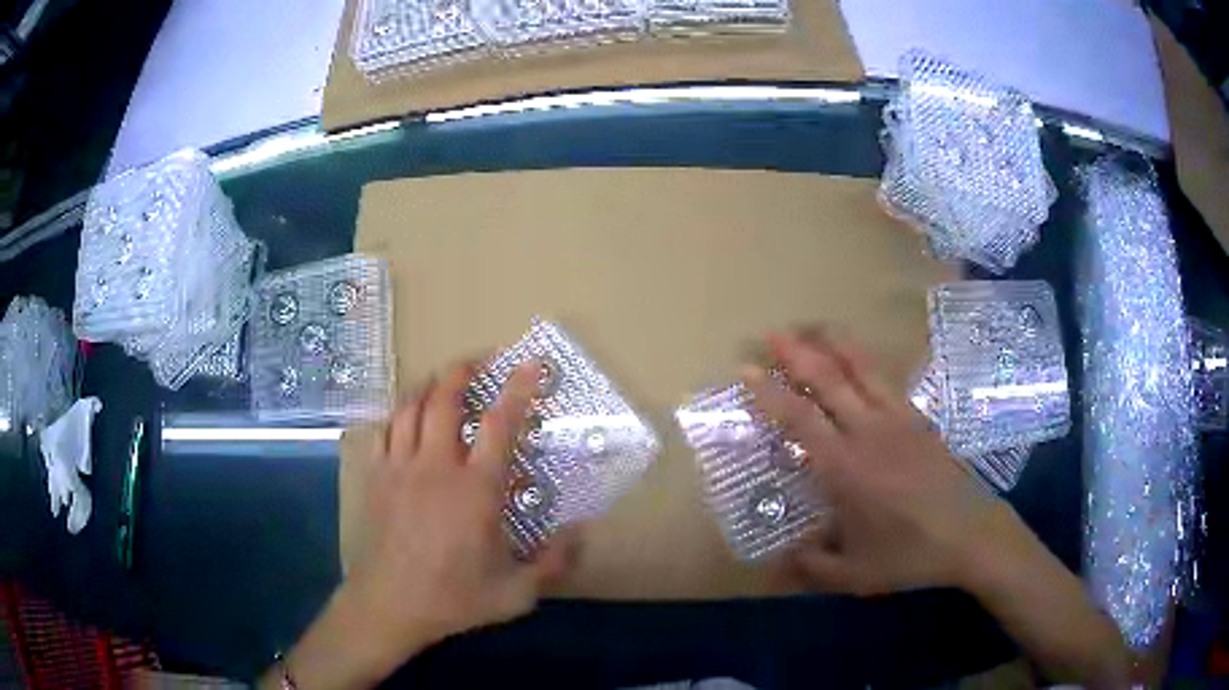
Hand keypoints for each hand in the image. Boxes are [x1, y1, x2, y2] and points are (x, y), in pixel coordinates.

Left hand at [349, 360, 570, 653]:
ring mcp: (400, 468)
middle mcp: (436, 467)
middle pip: (444, 401)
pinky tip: (405, 415)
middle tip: (479, 361)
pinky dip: (398, 413)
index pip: (499, 425)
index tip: (529, 364)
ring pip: (410, 408)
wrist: (390, 605)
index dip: (517, 390)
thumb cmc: (454, 598)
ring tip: (442, 378)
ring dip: (428, 385)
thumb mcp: (515, 593)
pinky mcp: (376, 478)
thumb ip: (553, 562)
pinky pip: (384, 430)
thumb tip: (581, 531)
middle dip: (463, 372)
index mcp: (475, 490)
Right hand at [743, 329, 1007, 594]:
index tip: (747, 369)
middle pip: (830, 381)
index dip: (771, 393)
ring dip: (834, 345)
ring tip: (813, 327)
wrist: (969, 534)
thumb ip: (812, 565)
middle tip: (772, 334)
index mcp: (846, 469)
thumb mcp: (854, 574)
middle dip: (798, 355)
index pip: (801, 420)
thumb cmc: (909, 554)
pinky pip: (888, 380)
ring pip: (862, 371)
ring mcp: (898, 420)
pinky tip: (859, 358)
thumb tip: (780, 555)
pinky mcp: (919, 419)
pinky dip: (866, 362)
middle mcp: (869, 433)